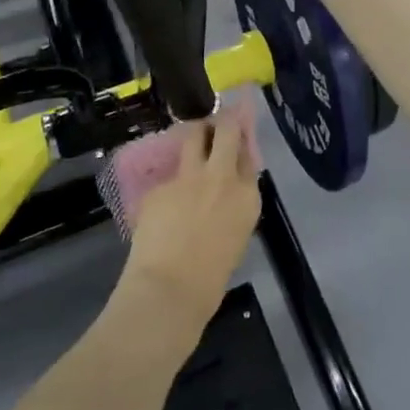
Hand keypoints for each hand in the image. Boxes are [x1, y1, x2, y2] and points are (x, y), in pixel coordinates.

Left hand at [120, 109, 261, 336]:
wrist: (169, 290)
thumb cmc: (210, 279)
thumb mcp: (236, 235)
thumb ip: (234, 205)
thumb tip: (225, 192)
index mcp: (247, 196)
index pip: (249, 154)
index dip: (242, 144)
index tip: (237, 139)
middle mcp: (222, 176)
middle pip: (226, 130)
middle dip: (224, 119)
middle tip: (219, 119)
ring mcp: (189, 176)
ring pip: (194, 136)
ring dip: (195, 134)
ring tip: (192, 139)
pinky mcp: (161, 184)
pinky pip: (168, 175)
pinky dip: (168, 182)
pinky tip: (162, 201)